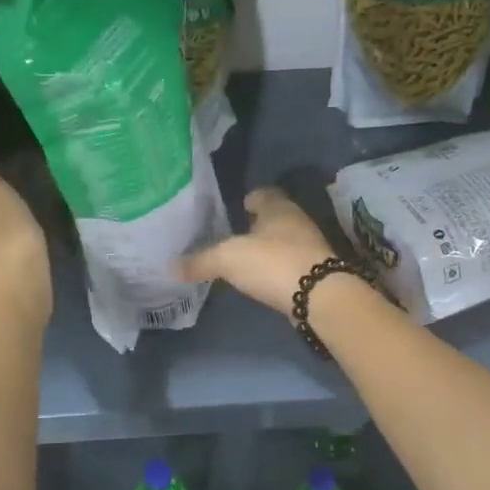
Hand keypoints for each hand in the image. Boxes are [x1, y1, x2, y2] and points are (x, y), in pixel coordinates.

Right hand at [179, 187, 338, 318]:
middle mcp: (297, 221)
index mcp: (278, 207)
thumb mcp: (228, 259)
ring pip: (284, 241)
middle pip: (275, 217)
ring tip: (245, 259)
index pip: (263, 194)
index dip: (249, 199)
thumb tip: (171, 267)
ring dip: (268, 248)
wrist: (319, 296)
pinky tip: (263, 278)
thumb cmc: (272, 262)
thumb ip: (200, 261)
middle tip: (234, 235)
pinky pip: (290, 263)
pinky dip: (277, 268)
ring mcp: (310, 246)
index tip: (236, 207)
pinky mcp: (316, 271)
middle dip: (257, 225)